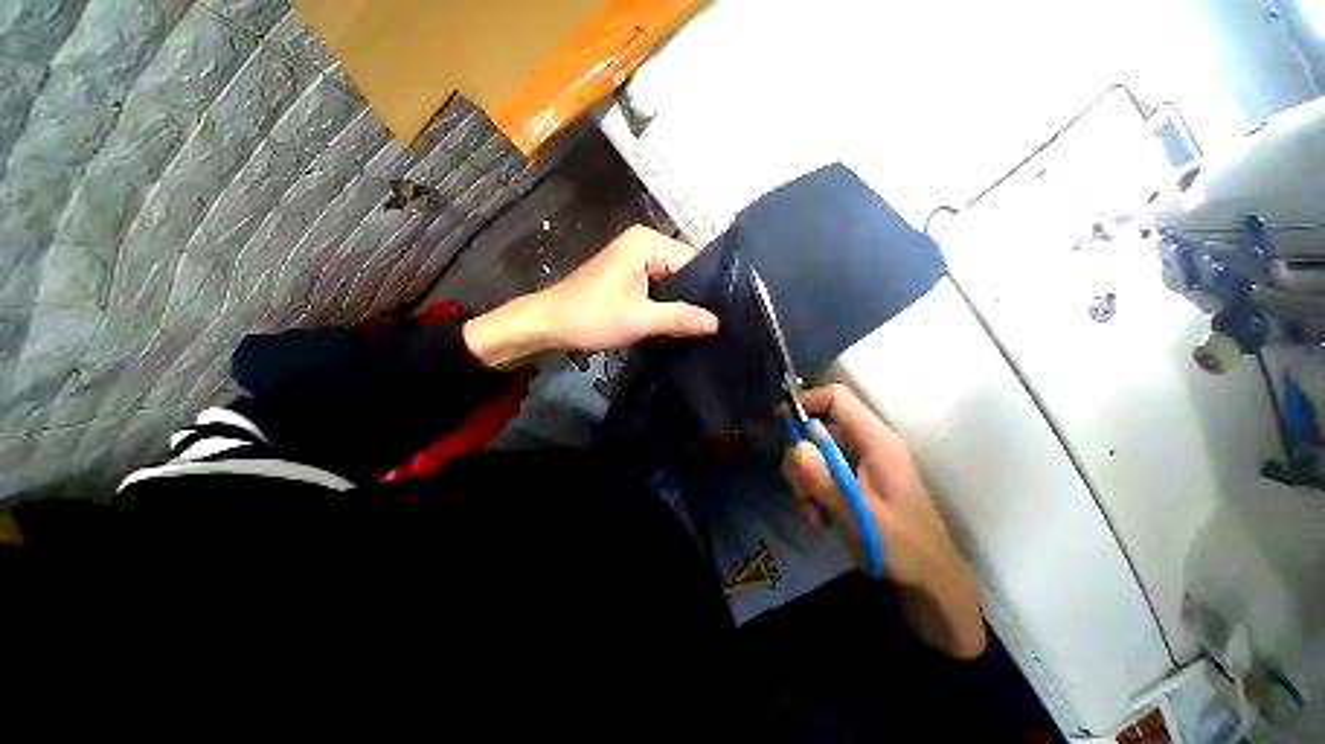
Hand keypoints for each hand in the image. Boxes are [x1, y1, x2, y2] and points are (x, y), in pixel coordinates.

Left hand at [463, 226, 718, 368]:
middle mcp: (643, 242)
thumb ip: (679, 318)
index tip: (723, 314)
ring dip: (681, 301)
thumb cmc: (590, 317)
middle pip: (684, 269)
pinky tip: (677, 319)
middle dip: (695, 296)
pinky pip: (658, 284)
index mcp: (647, 243)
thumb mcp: (639, 319)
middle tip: (712, 324)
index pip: (693, 261)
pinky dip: (666, 301)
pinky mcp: (628, 272)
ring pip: (672, 279)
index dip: (708, 288)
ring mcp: (634, 256)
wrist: (549, 323)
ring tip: (699, 324)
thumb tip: (716, 322)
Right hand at [781, 384, 985, 658]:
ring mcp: (863, 461)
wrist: (930, 581)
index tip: (779, 422)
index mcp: (878, 441)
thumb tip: (794, 448)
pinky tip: (818, 518)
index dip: (806, 401)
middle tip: (799, 491)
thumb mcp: (859, 514)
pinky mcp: (857, 478)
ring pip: (816, 452)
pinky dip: (813, 490)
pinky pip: (823, 471)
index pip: (837, 398)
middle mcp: (869, 443)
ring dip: (805, 480)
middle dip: (801, 458)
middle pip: (819, 428)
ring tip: (811, 513)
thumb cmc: (902, 546)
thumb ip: (825, 480)